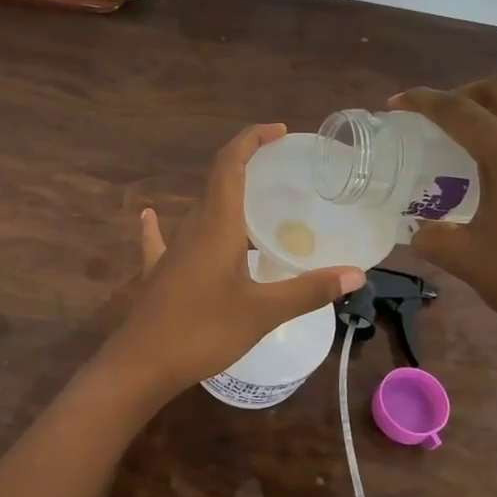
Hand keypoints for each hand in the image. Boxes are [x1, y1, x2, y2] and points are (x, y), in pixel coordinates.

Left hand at [101, 124, 364, 399]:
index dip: (251, 140)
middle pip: (217, 182)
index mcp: (216, 225)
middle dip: (247, 166)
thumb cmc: (203, 331)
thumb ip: (309, 290)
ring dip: (224, 198)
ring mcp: (171, 251)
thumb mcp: (262, 312)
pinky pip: (161, 240)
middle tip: (282, 173)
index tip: (279, 131)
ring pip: (199, 211)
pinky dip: (161, 224)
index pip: (230, 164)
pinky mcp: (159, 273)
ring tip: (255, 203)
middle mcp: (192, 228)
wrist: (141, 365)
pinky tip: (150, 216)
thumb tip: (355, 274)